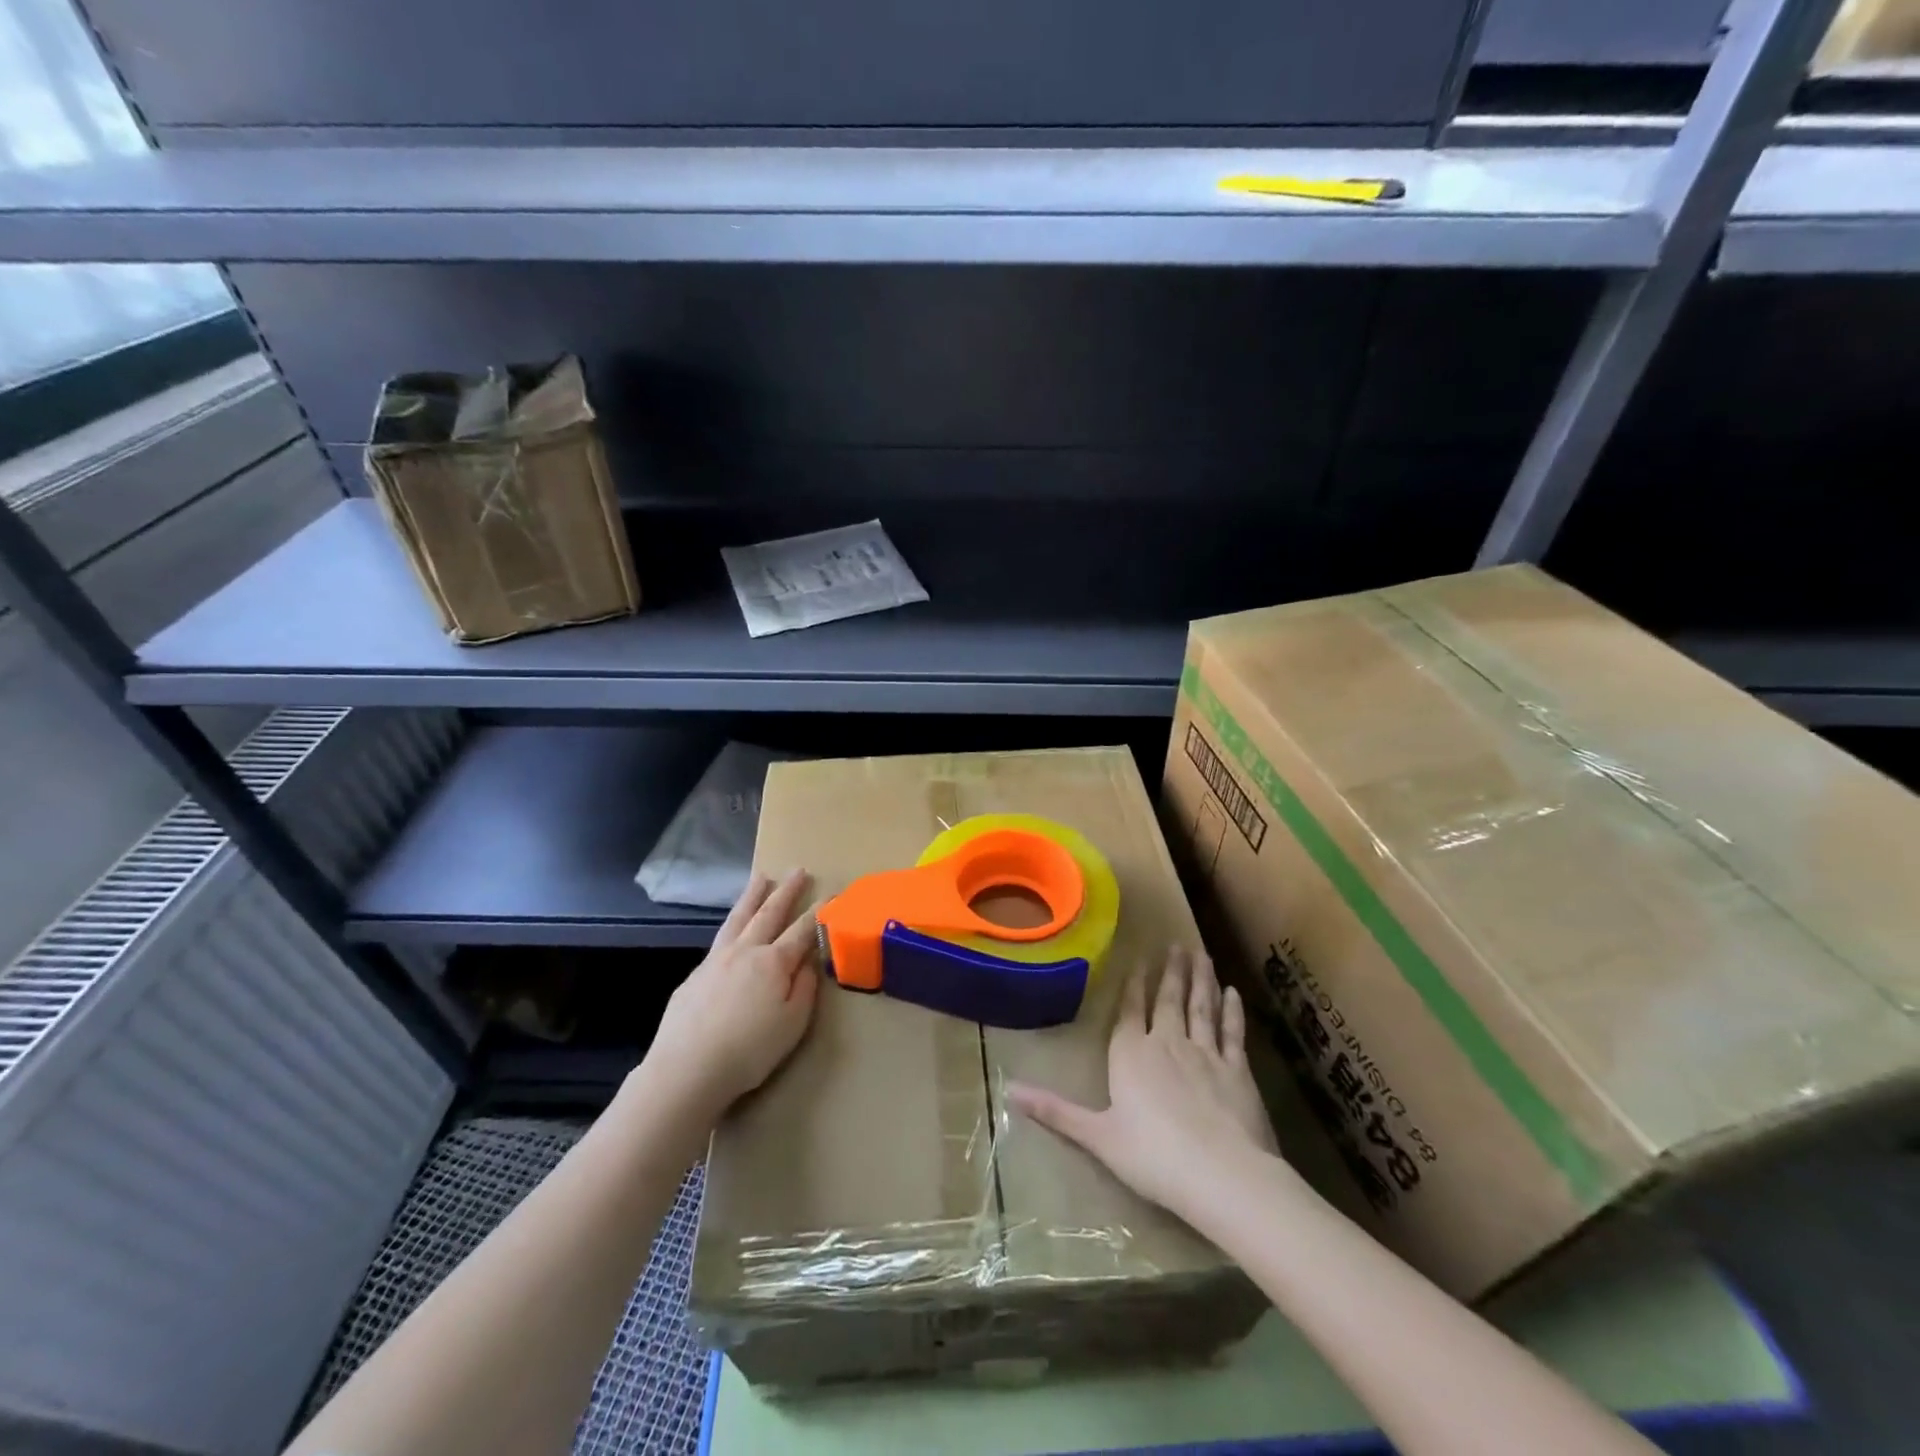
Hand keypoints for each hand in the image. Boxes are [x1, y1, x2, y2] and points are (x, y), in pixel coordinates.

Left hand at [643, 870, 820, 1118]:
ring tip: (762, 877)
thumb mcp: (793, 1024)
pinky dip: (732, 924)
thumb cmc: (750, 1050)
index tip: (832, 894)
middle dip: (786, 891)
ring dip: (752, 896)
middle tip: (798, 870)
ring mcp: (717, 959)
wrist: (687, 1068)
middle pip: (769, 913)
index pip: (802, 930)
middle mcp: (746, 951)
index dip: (819, 912)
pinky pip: (720, 938)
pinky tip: (732, 928)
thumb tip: (809, 962)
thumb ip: (805, 989)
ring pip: (739, 918)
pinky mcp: (695, 974)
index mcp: (774, 962)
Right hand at [1007, 946, 1279, 1223]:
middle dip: (1171, 972)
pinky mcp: (1237, 1069)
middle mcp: (1167, 1043)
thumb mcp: (1098, 1137)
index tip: (1140, 959)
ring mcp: (1205, 1053)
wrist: (1222, 1174)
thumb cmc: (1153, 1156)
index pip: (1130, 1010)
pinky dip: (1232, 1011)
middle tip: (1177, 945)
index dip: (1134, 985)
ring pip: (1201, 1007)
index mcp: (1131, 1054)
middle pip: (1168, 1000)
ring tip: (1202, 955)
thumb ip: (1056, 1111)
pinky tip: (1233, 993)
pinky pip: (1232, 1032)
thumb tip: (1009, 1090)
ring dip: (1201, 980)